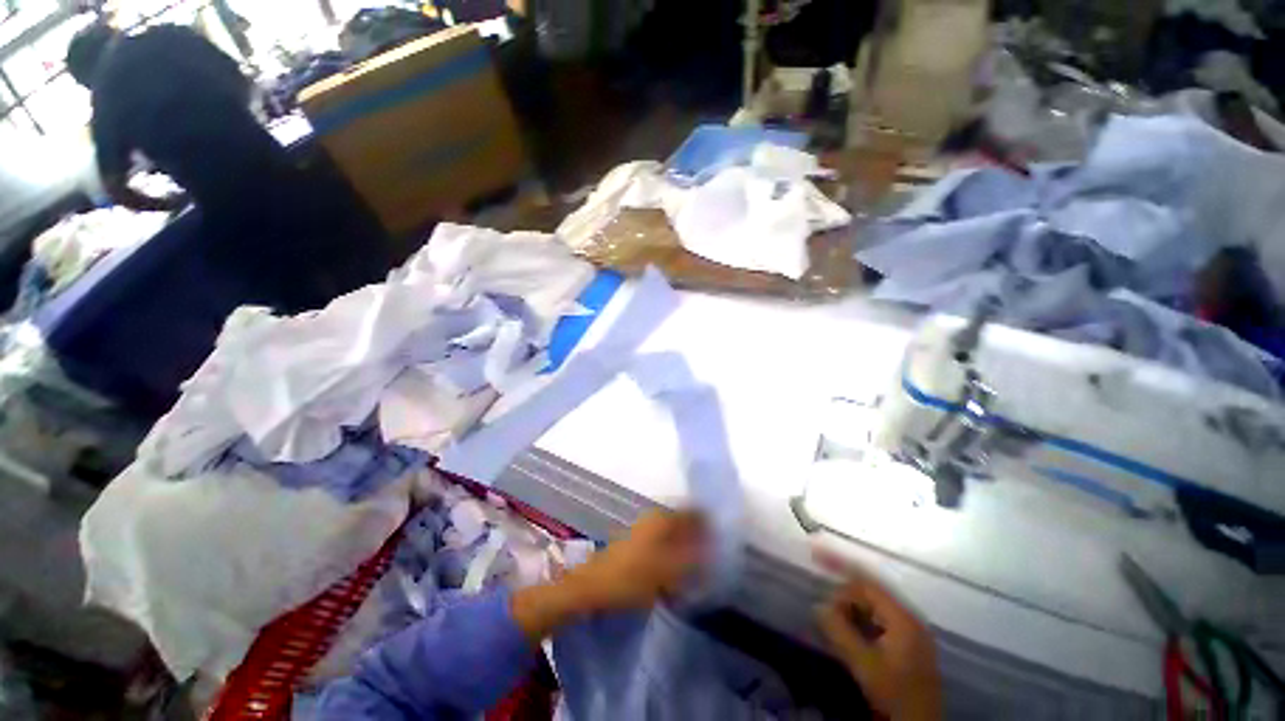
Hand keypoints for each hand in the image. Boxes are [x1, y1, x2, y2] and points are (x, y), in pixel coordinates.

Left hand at [567, 510, 706, 611]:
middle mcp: (655, 518)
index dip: (711, 524)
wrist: (594, 587)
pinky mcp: (638, 542)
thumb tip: (715, 550)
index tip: (724, 540)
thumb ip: (695, 560)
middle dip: (701, 536)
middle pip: (686, 521)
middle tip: (715, 556)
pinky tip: (679, 570)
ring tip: (700, 566)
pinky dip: (675, 552)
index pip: (696, 512)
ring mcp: (645, 529)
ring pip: (676, 532)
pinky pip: (665, 542)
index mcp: (664, 518)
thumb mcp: (669, 572)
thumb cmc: (632, 577)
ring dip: (688, 545)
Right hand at [814, 549, 941, 719]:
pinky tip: (849, 635)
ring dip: (850, 611)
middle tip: (824, 612)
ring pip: (873, 608)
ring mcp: (910, 633)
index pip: (866, 581)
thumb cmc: (896, 695)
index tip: (814, 552)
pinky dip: (859, 622)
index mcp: (902, 617)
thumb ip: (840, 632)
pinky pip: (878, 621)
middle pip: (869, 593)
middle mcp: (909, 618)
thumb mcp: (864, 665)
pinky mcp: (907, 646)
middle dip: (844, 597)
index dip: (839, 564)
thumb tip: (817, 606)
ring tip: (833, 624)